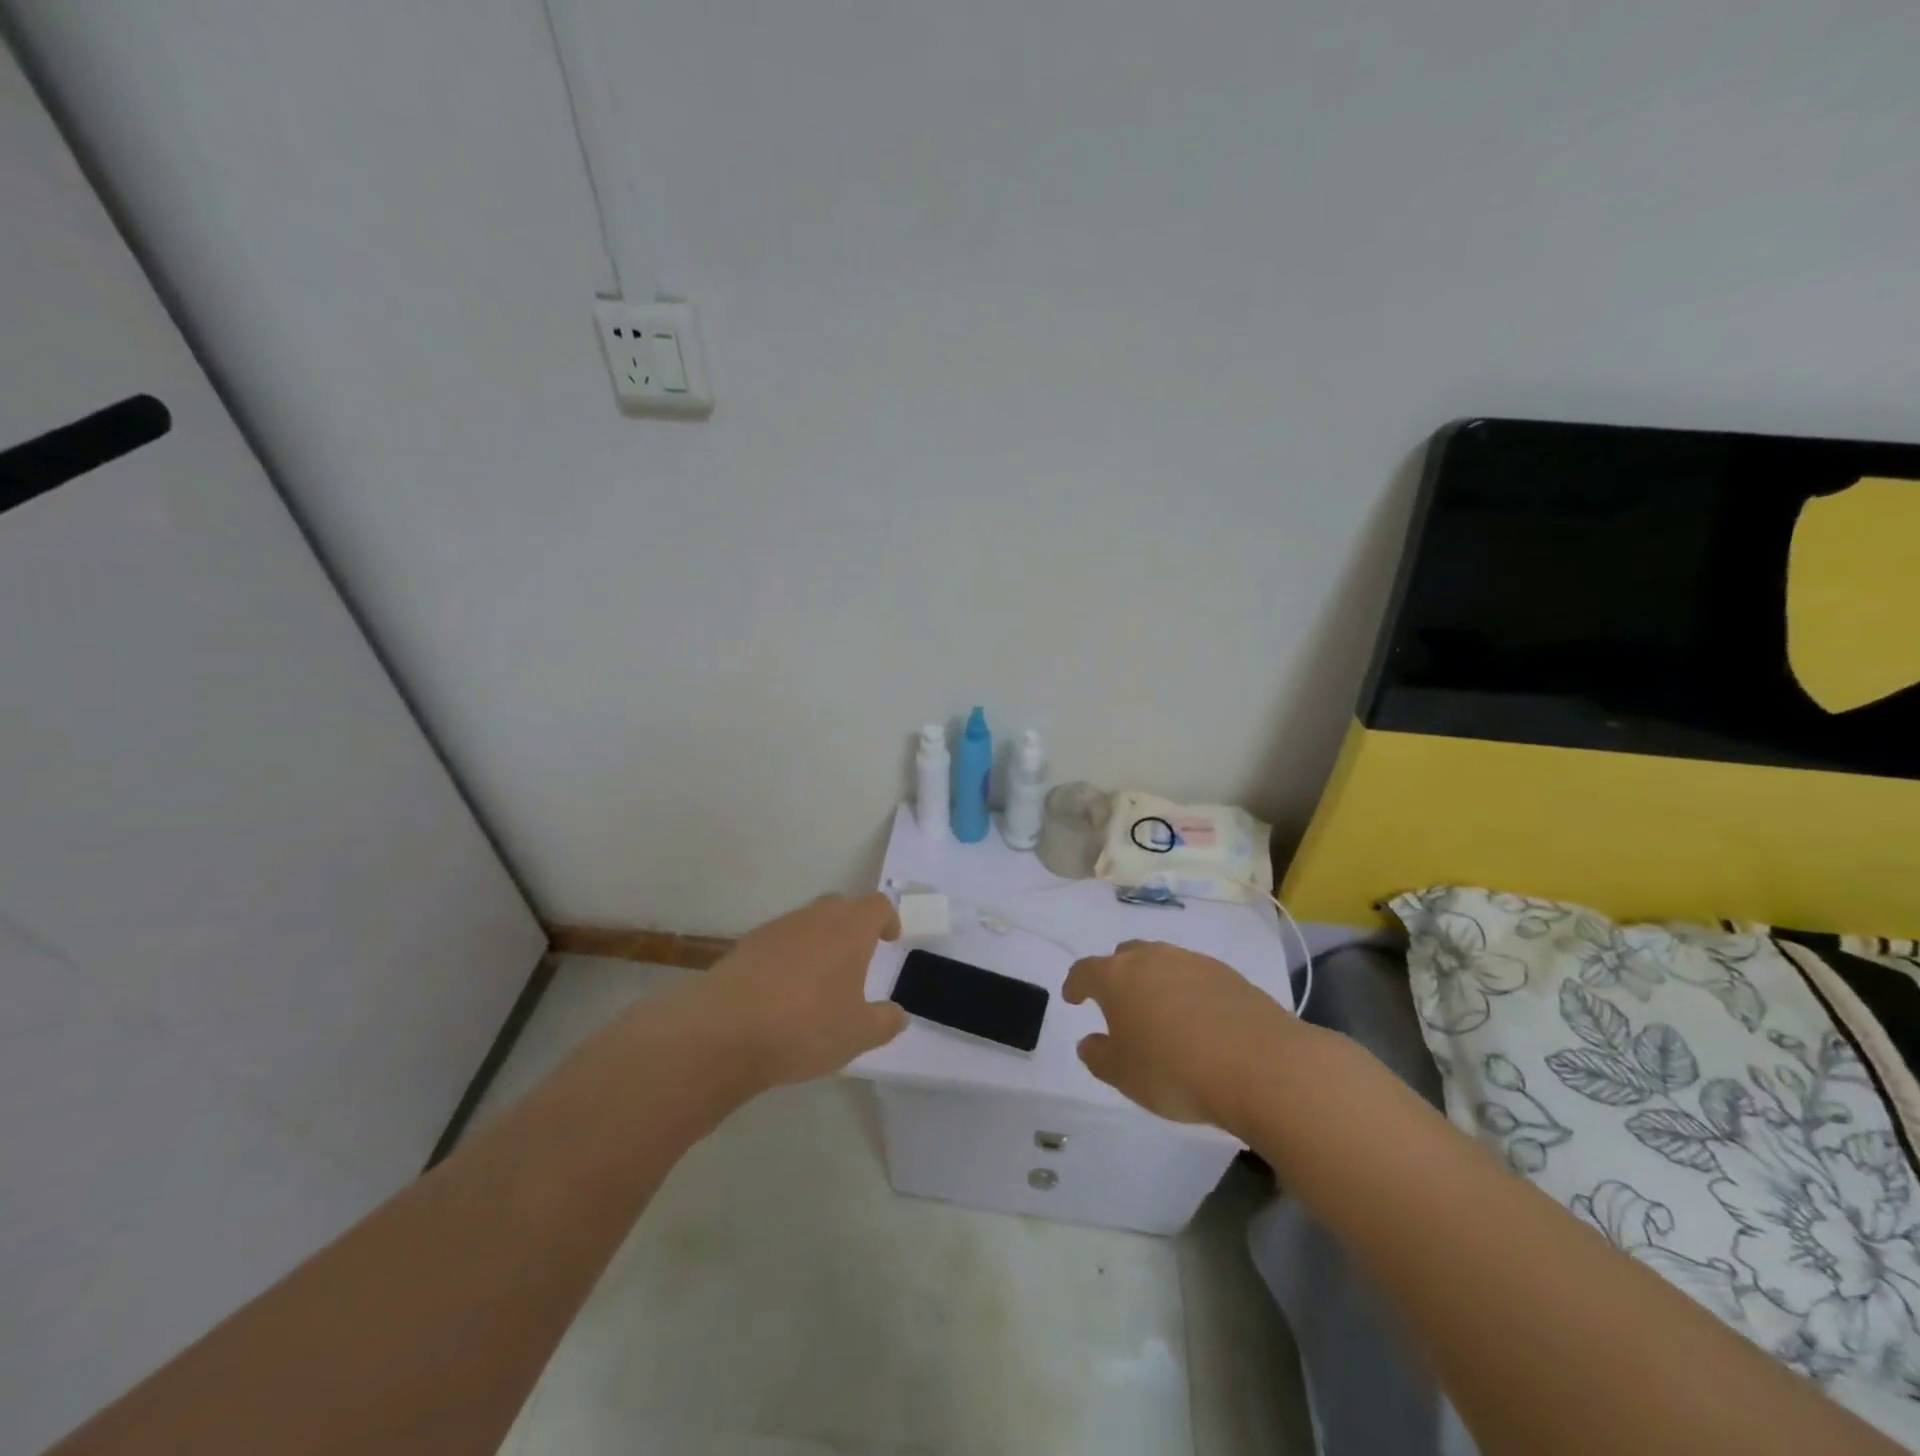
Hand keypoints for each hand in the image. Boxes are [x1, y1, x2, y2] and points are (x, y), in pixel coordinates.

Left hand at [693, 892, 906, 1090]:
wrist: (723, 1033)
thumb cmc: (804, 1028)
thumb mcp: (857, 1035)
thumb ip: (884, 1022)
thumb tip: (898, 1014)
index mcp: (848, 930)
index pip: (876, 905)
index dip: (887, 918)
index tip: (889, 939)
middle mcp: (814, 919)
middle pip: (840, 906)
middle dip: (852, 925)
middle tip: (857, 957)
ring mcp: (775, 929)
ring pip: (806, 923)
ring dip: (818, 941)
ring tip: (818, 979)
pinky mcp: (745, 946)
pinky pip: (778, 942)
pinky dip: (787, 957)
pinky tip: (781, 992)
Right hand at [1063, 940, 1302, 1131]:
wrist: (1260, 1065)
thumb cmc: (1175, 1071)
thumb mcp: (1124, 1076)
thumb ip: (1099, 1057)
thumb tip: (1089, 1042)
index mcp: (1117, 977)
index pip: (1085, 971)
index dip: (1075, 983)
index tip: (1073, 997)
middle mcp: (1152, 958)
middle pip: (1126, 956)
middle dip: (1117, 974)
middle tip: (1118, 1001)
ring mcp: (1193, 962)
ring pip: (1163, 961)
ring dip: (1154, 980)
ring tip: (1160, 1010)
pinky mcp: (1228, 974)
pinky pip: (1195, 975)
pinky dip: (1188, 990)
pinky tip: (1198, 1018)